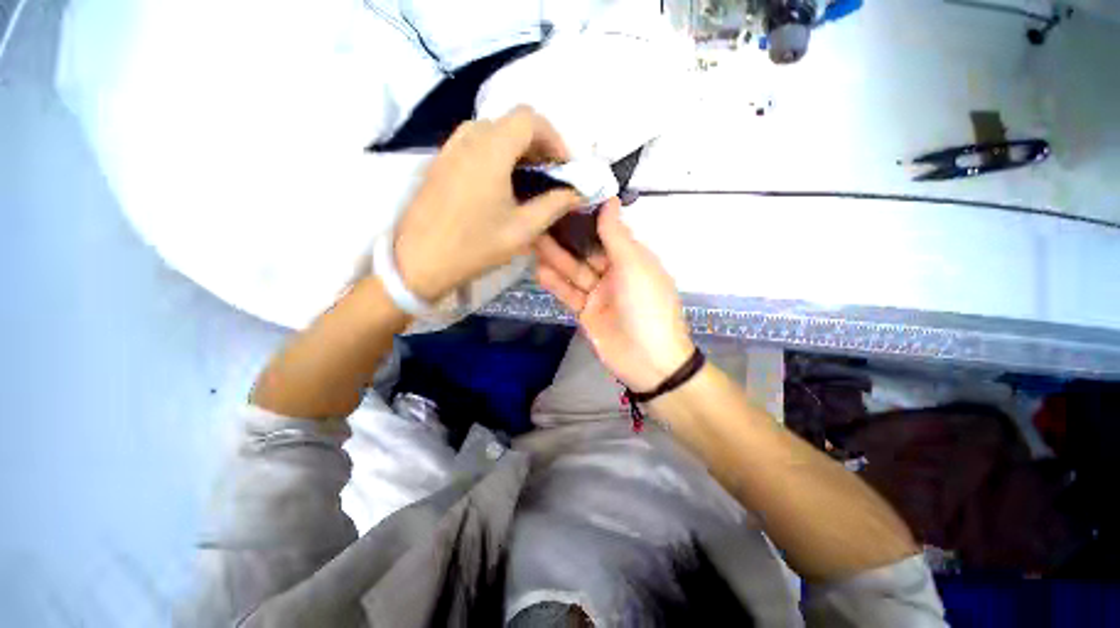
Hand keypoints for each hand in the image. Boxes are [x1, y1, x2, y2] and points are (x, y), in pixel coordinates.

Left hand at [395, 107, 583, 301]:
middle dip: (539, 144)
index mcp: (490, 150)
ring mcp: (450, 147)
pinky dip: (497, 153)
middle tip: (551, 176)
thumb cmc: (475, 247)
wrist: (419, 262)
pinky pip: (475, 143)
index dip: (554, 139)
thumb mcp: (522, 230)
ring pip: (493, 131)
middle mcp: (468, 138)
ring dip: (517, 148)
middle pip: (512, 122)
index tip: (564, 168)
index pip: (530, 119)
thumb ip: (554, 206)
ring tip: (529, 180)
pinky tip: (502, 184)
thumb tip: (578, 193)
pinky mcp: (441, 161)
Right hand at [535, 199, 694, 391]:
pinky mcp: (586, 312)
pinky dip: (556, 284)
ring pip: (574, 272)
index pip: (606, 232)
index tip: (562, 201)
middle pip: (586, 252)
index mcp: (632, 259)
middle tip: (538, 221)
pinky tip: (539, 271)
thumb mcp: (635, 266)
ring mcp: (599, 294)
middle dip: (564, 239)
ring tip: (531, 241)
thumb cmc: (646, 306)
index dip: (585, 219)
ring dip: (555, 259)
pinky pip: (569, 294)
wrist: (648, 359)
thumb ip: (617, 235)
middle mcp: (615, 273)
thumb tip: (611, 199)